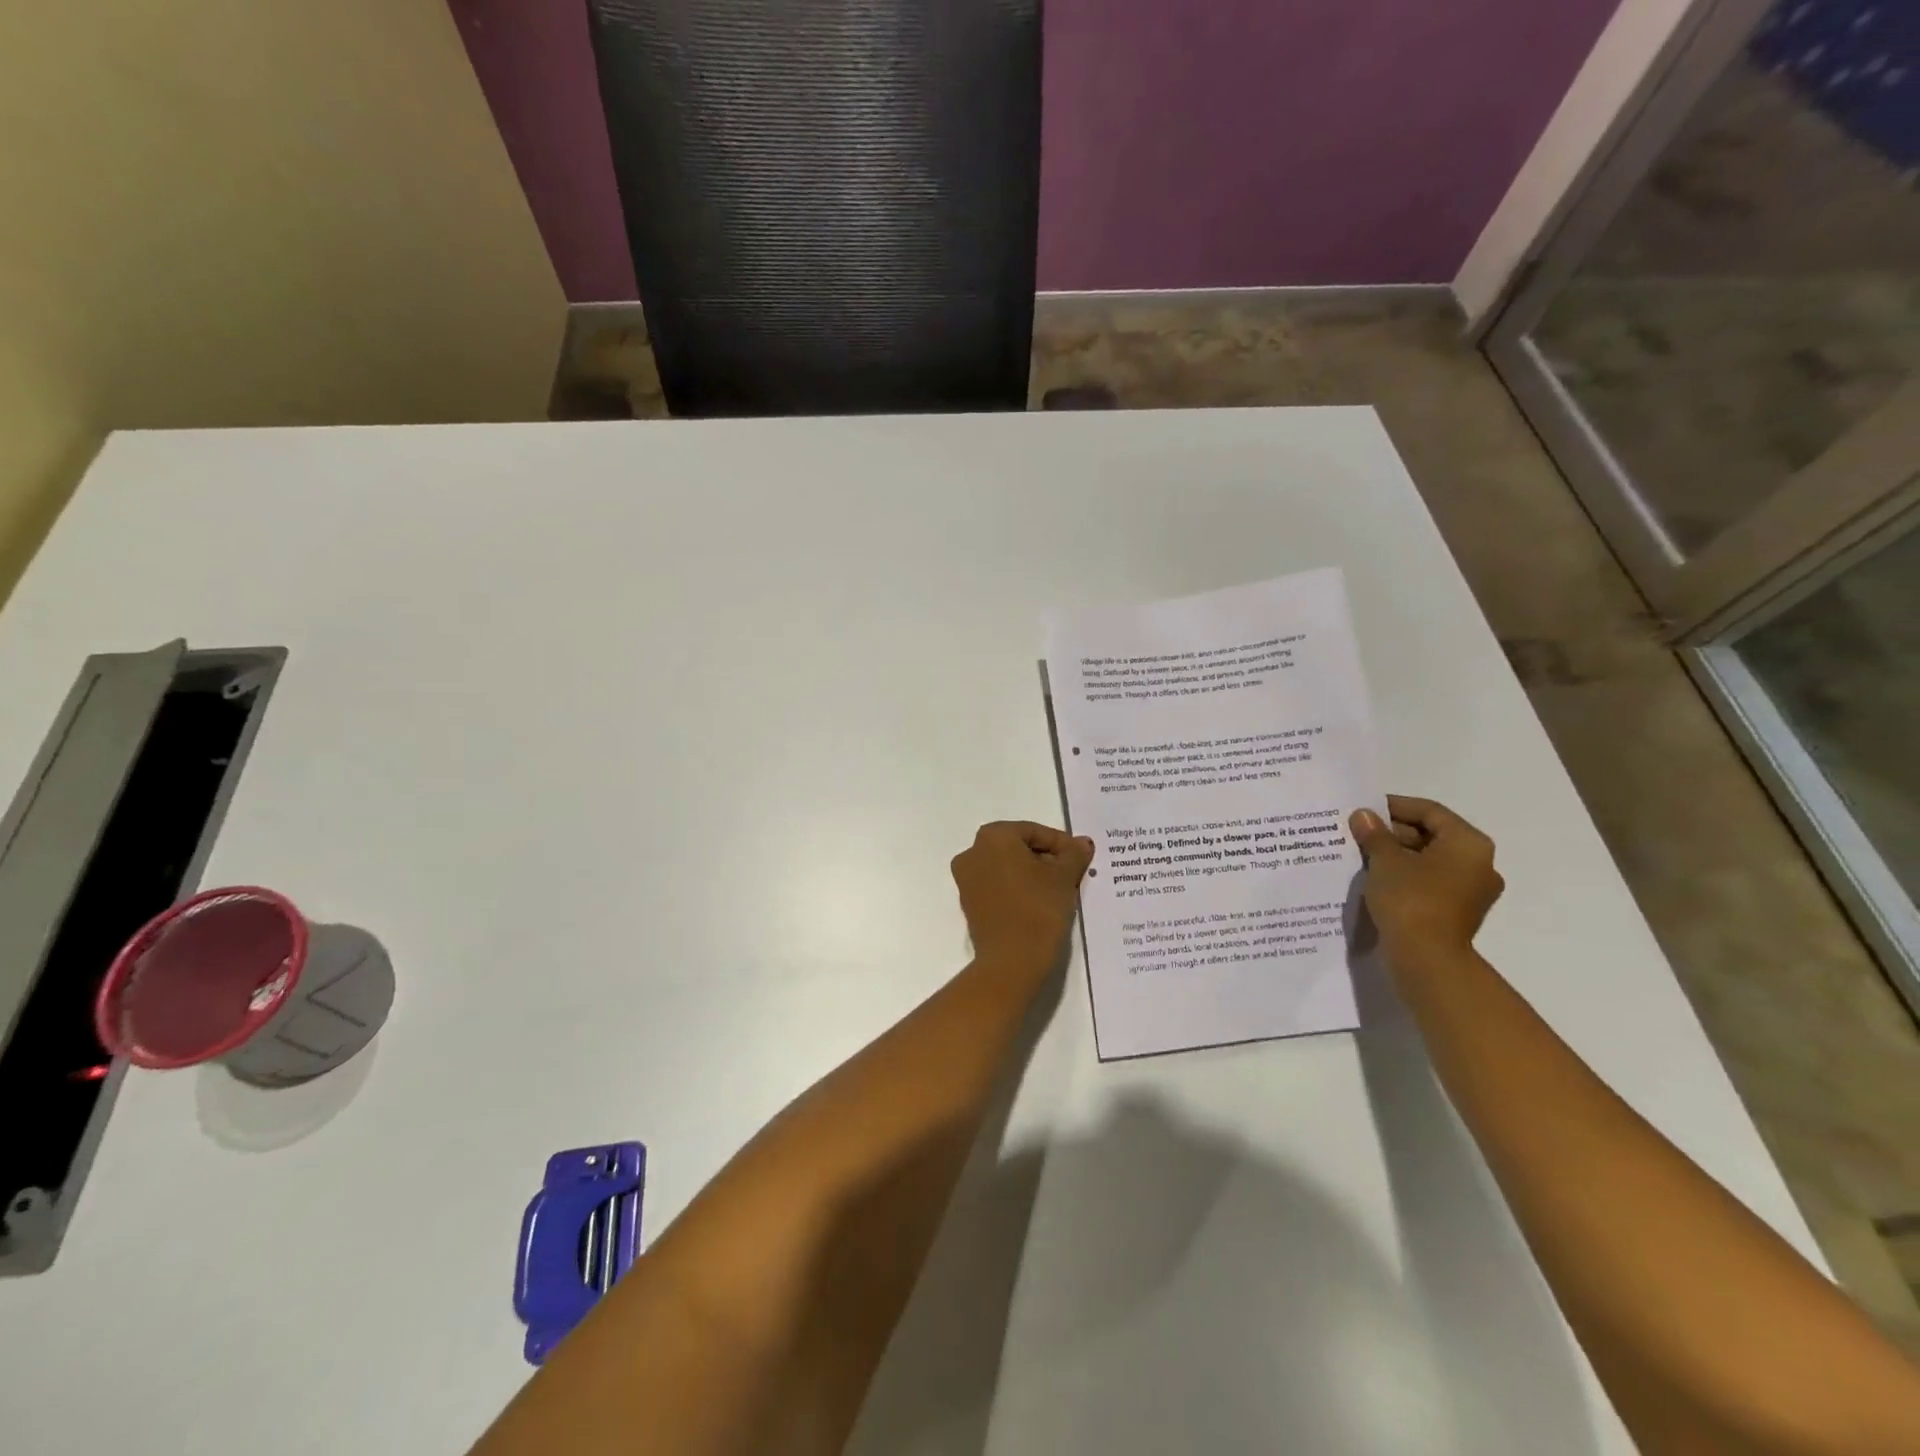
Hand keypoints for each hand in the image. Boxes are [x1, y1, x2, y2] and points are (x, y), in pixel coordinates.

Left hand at [952, 821, 1094, 978]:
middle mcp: (973, 852)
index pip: (1034, 831)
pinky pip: (998, 886)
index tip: (1080, 858)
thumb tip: (1082, 843)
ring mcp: (966, 879)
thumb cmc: (1038, 908)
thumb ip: (1073, 854)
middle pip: (1018, 847)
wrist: (1012, 960)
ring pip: (1007, 867)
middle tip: (1071, 873)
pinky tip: (1040, 902)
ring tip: (1059, 889)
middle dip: (1046, 858)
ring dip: (1032, 873)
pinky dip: (1018, 888)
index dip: (1061, 843)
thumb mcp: (1064, 877)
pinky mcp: (969, 903)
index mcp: (993, 836)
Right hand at [1349, 796, 1503, 962]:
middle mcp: (1479, 864)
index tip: (1365, 809)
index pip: (1430, 812)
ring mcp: (1471, 891)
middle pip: (1432, 836)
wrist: (1427, 958)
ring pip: (1430, 861)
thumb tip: (1363, 816)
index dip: (1395, 806)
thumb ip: (1374, 834)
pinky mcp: (1457, 912)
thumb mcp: (1385, 860)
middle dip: (1394, 832)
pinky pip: (1429, 882)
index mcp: (1469, 844)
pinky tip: (1376, 878)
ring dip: (1397, 855)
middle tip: (1359, 832)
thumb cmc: (1411, 899)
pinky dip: (1406, 876)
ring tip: (1362, 854)